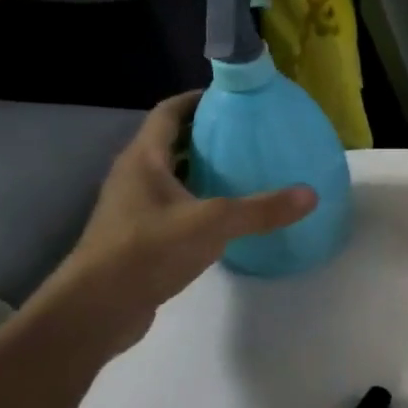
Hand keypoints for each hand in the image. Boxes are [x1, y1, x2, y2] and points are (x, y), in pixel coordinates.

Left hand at [41, 92, 314, 353]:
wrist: (97, 309)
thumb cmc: (148, 251)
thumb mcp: (213, 224)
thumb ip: (262, 209)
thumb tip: (310, 194)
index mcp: (144, 160)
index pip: (168, 113)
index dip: (197, 100)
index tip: (231, 98)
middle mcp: (134, 177)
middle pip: (171, 143)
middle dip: (206, 135)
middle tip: (248, 134)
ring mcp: (133, 209)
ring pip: (172, 176)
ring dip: (202, 169)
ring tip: (243, 170)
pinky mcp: (139, 237)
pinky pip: (173, 206)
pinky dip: (198, 201)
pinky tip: (227, 216)